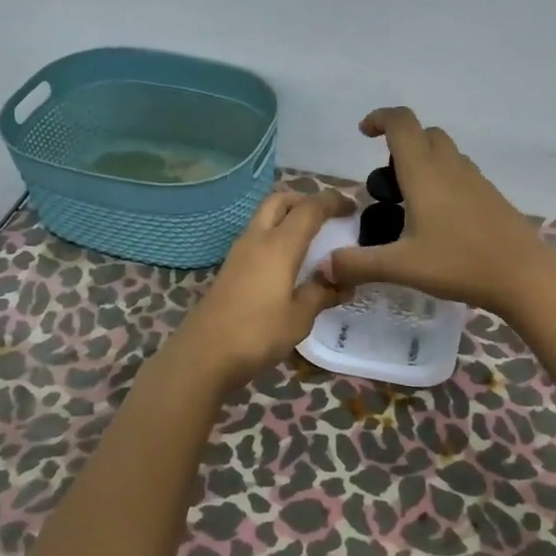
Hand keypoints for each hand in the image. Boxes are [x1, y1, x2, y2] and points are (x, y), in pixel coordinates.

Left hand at [172, 187, 354, 392]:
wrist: (203, 355)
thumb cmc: (257, 333)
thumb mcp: (299, 318)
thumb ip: (322, 293)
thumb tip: (344, 283)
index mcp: (279, 245)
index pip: (309, 208)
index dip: (332, 201)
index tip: (352, 207)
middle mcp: (257, 239)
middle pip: (280, 200)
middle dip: (305, 200)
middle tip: (327, 216)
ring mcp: (239, 252)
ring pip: (265, 217)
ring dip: (288, 217)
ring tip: (311, 238)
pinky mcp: (230, 268)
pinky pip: (258, 237)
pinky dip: (276, 236)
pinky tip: (288, 261)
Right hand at [322, 108, 555, 316]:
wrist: (524, 275)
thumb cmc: (459, 263)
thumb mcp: (402, 267)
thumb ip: (359, 264)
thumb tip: (325, 266)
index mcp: (425, 172)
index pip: (401, 123)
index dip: (379, 118)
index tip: (363, 133)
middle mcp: (450, 167)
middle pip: (424, 133)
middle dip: (400, 145)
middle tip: (386, 183)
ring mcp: (475, 179)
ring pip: (445, 152)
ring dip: (422, 162)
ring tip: (408, 205)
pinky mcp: (490, 195)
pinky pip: (460, 173)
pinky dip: (442, 180)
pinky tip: (438, 221)